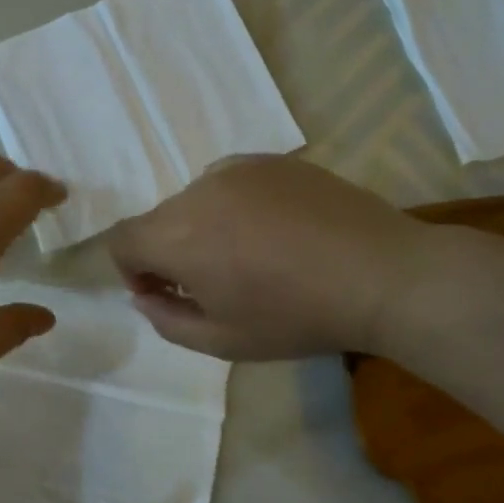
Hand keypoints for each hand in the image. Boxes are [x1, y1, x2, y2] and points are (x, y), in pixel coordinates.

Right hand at [106, 155, 424, 360]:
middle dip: (169, 252)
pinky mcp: (274, 161)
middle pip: (159, 220)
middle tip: (211, 283)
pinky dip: (235, 206)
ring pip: (196, 199)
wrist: (381, 276)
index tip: (166, 294)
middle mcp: (198, 191)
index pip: (122, 240)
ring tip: (250, 255)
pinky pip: (232, 183)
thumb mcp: (222, 341)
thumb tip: (145, 296)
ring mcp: (239, 169)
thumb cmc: (296, 317)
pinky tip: (277, 232)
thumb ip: (167, 320)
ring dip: (203, 227)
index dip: (132, 271)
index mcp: (178, 237)